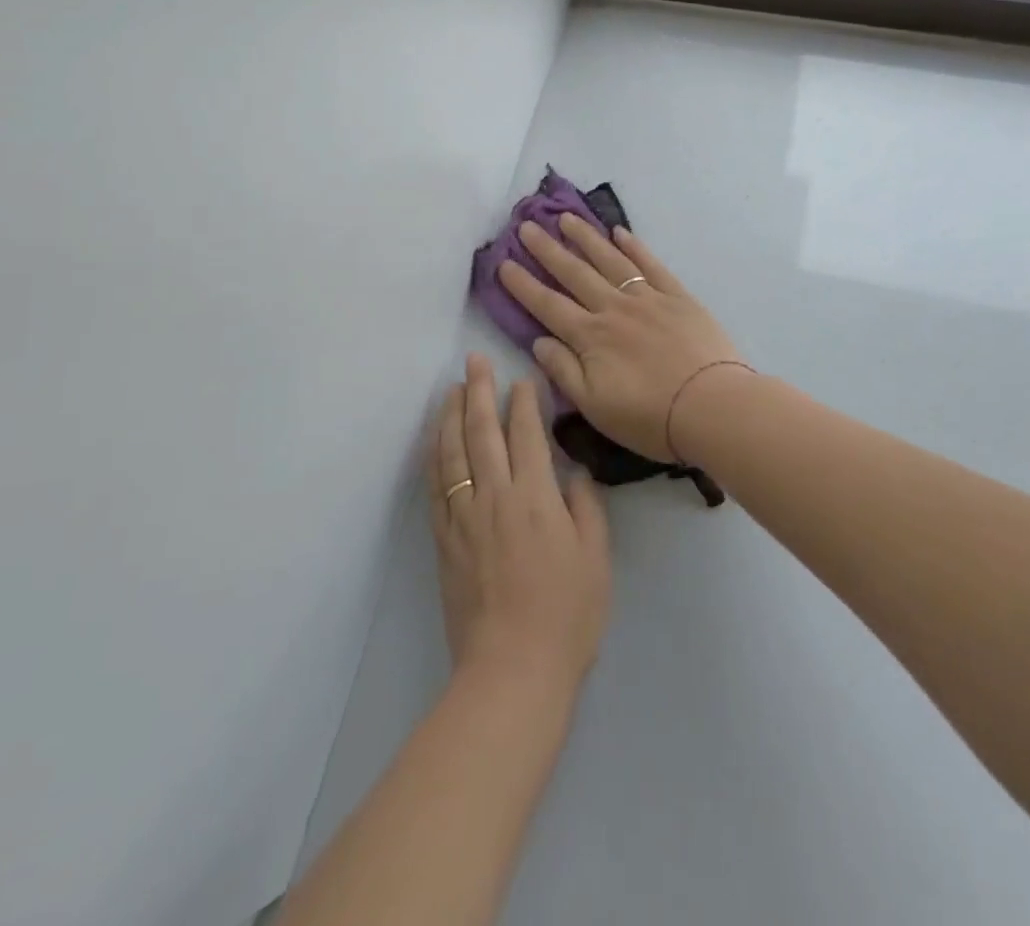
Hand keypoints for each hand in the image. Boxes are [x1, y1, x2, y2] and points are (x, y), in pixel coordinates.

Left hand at [428, 355, 610, 691]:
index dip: (523, 402)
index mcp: (535, 497)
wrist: (512, 670)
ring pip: (452, 452)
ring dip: (449, 415)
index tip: (521, 378)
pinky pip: (435, 487)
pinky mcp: (444, 540)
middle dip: (478, 391)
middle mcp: (494, 496)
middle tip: (473, 360)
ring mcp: (463, 517)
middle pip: (482, 432)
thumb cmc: (566, 615)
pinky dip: (434, 456)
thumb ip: (586, 507)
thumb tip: (573, 472)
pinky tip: (433, 441)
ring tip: (450, 389)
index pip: (526, 435)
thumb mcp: (595, 559)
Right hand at [496, 216, 744, 463]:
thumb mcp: (594, 406)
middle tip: (526, 225)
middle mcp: (613, 309)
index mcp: (590, 337)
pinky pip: (651, 265)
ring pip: (609, 260)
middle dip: (547, 249)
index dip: (523, 284)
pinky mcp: (678, 297)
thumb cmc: (650, 418)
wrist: (713, 408)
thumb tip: (539, 341)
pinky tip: (619, 232)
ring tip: (565, 218)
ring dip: (585, 237)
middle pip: (574, 273)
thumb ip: (563, 371)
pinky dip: (634, 246)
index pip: (547, 305)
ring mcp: (647, 298)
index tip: (503, 262)